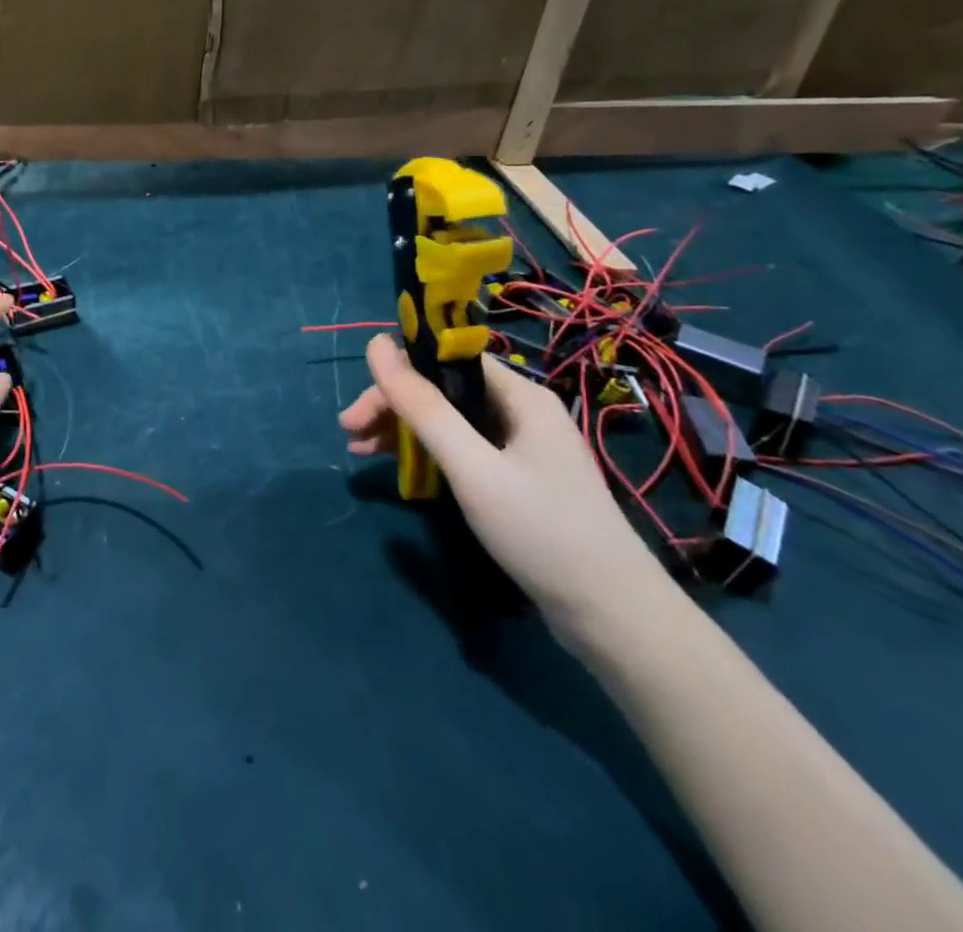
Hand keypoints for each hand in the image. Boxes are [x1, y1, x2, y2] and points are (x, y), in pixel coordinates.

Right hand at [340, 336, 673, 643]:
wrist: (613, 617)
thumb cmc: (540, 531)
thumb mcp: (471, 466)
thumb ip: (423, 406)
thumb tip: (376, 345)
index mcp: (520, 395)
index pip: (445, 360)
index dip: (397, 373)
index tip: (358, 407)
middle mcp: (521, 411)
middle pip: (442, 390)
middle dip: (392, 407)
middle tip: (349, 435)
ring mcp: (521, 446)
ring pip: (448, 420)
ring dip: (403, 430)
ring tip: (360, 452)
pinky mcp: (518, 479)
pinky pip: (462, 449)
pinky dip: (427, 454)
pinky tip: (401, 470)